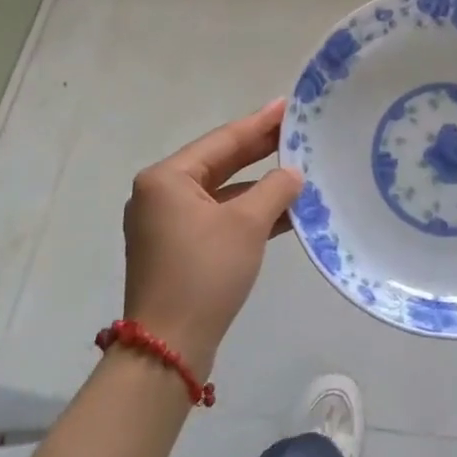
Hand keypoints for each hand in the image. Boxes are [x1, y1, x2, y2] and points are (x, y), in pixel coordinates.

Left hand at [120, 100, 303, 375]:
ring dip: (257, 185)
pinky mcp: (176, 250)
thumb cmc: (204, 273)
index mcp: (166, 179)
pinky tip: (282, 210)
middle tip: (295, 130)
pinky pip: (216, 216)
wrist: (167, 351)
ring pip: (220, 191)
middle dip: (259, 150)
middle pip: (219, 163)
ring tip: (297, 168)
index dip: (259, 123)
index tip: (287, 105)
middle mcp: (160, 195)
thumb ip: (275, 189)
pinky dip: (246, 212)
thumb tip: (293, 173)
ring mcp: (165, 224)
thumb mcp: (247, 224)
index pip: (222, 140)